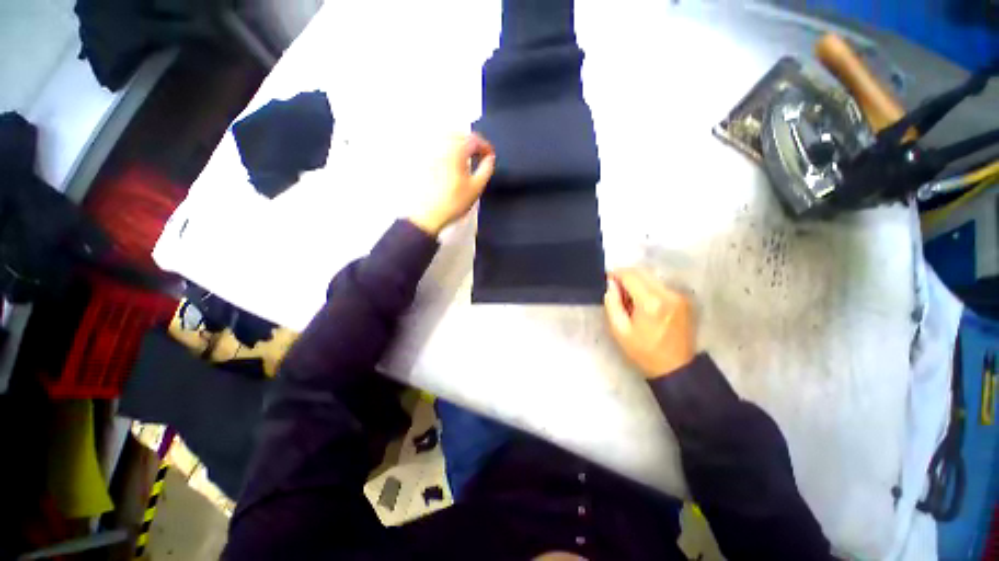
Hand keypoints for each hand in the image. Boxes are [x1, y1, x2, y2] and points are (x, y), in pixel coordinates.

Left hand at [409, 133, 495, 235]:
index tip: (490, 156)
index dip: (485, 146)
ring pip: (446, 137)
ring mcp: (428, 151)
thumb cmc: (452, 202)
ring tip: (466, 156)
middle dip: (472, 142)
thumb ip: (486, 169)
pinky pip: (435, 145)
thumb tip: (489, 159)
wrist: (427, 215)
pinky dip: (446, 147)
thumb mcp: (476, 187)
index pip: (474, 139)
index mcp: (456, 150)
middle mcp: (441, 145)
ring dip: (458, 143)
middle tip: (480, 154)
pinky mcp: (421, 159)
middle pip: (459, 134)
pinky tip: (450, 160)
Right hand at [604, 268, 694, 378]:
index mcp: (650, 302)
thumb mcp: (619, 330)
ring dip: (638, 281)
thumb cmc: (643, 351)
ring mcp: (679, 296)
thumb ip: (612, 303)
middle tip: (616, 289)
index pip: (630, 275)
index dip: (615, 274)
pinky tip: (644, 302)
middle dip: (626, 276)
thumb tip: (610, 284)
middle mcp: (667, 293)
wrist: (675, 367)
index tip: (607, 280)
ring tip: (629, 297)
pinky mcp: (684, 300)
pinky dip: (649, 288)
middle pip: (643, 272)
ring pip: (652, 277)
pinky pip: (661, 285)